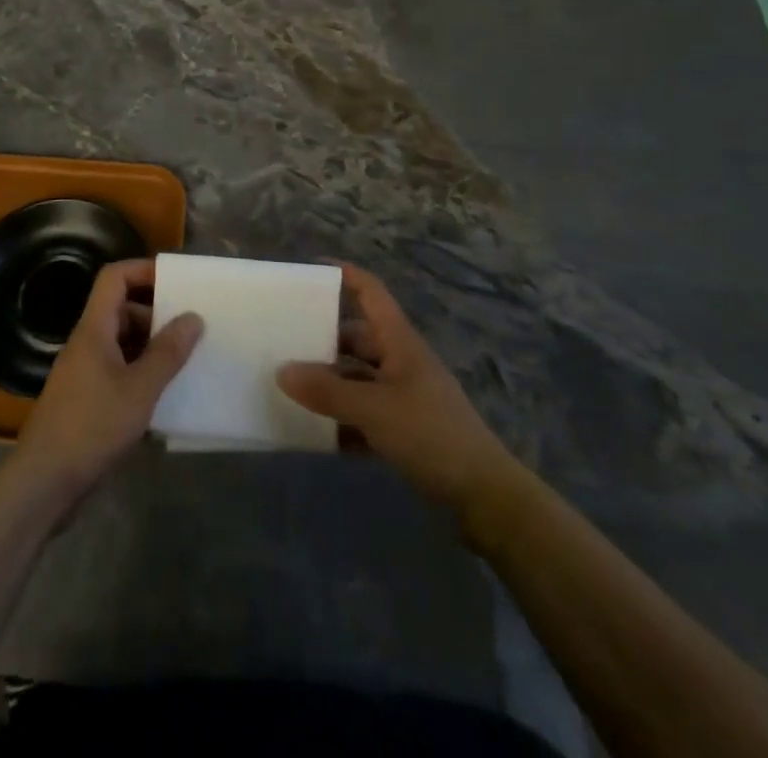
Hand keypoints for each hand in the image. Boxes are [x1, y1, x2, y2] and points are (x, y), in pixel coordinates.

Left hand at [8, 258, 202, 504]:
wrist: (44, 483)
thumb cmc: (92, 427)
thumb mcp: (139, 390)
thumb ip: (167, 352)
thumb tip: (193, 316)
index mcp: (94, 329)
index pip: (114, 278)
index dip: (144, 271)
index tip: (178, 281)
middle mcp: (86, 343)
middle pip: (120, 309)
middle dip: (155, 312)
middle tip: (191, 326)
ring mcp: (84, 372)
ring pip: (121, 342)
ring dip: (150, 345)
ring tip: (185, 359)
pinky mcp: (85, 400)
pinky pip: (117, 370)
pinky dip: (140, 373)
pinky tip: (164, 395)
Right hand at [277, 264, 529, 535]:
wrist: (486, 497)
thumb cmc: (431, 435)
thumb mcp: (374, 409)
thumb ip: (327, 391)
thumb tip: (281, 371)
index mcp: (399, 341)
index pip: (370, 292)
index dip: (343, 275)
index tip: (308, 270)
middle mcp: (401, 361)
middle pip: (356, 337)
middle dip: (322, 338)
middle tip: (283, 341)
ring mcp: (404, 396)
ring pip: (357, 377)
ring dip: (329, 383)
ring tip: (290, 387)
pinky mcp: (405, 429)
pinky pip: (364, 413)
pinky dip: (341, 418)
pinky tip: (315, 431)